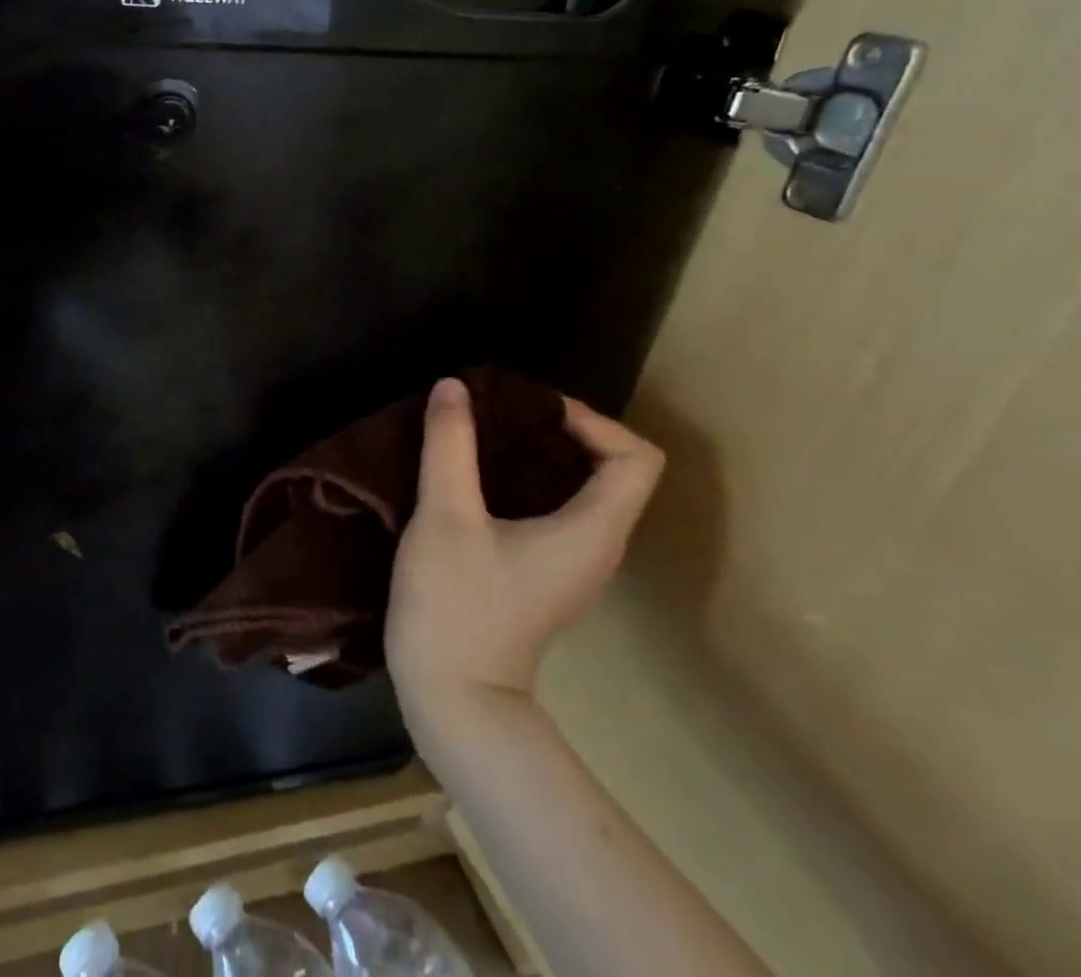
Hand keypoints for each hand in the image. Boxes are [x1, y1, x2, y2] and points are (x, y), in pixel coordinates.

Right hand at [386, 378, 662, 723]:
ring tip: (482, 435)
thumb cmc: (456, 602)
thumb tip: (453, 386)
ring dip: (538, 454)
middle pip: (611, 469)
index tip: (529, 410)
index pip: (636, 458)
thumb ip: (449, 445)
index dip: (592, 421)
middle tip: (497, 412)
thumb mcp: (445, 515)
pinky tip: (476, 476)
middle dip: (558, 429)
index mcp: (593, 531)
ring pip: (581, 490)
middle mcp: (598, 546)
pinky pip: (555, 510)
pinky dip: (525, 480)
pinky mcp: (544, 574)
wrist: (453, 694)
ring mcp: (573, 565)